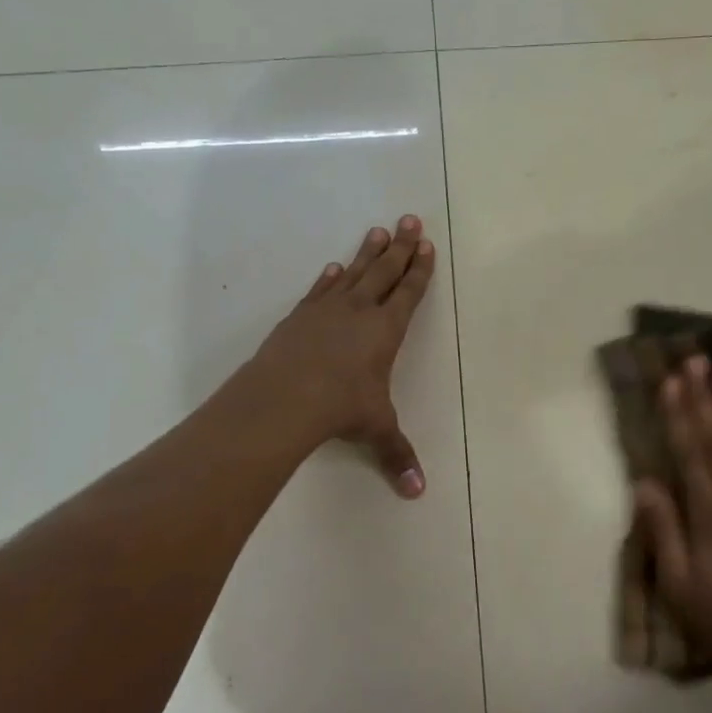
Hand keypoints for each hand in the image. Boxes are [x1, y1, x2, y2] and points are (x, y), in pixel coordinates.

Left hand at [252, 215, 436, 496]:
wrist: (284, 397)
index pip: (409, 293)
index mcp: (386, 331)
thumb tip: (418, 493)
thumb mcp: (375, 429)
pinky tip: (334, 267)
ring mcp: (326, 310)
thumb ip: (397, 455)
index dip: (420, 270)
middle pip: (385, 271)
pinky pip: (320, 290)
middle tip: (410, 219)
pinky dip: (330, 277)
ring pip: (354, 272)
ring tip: (378, 231)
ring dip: (368, 252)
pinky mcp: (299, 317)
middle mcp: (359, 312)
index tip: (427, 245)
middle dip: (401, 246)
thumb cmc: (340, 408)